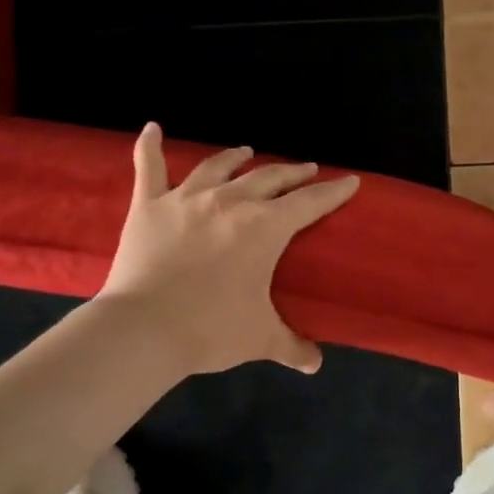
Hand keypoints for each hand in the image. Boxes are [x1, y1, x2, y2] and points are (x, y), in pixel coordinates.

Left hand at [101, 123, 359, 375]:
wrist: (143, 330)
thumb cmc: (211, 330)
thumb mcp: (261, 339)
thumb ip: (292, 347)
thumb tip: (315, 364)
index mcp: (264, 228)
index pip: (310, 203)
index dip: (334, 191)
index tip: (350, 181)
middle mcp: (230, 202)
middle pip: (269, 177)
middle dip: (293, 173)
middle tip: (307, 170)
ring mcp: (186, 199)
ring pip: (219, 167)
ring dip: (237, 157)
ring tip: (247, 152)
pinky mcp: (148, 206)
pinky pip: (149, 168)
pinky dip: (150, 146)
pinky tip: (152, 128)